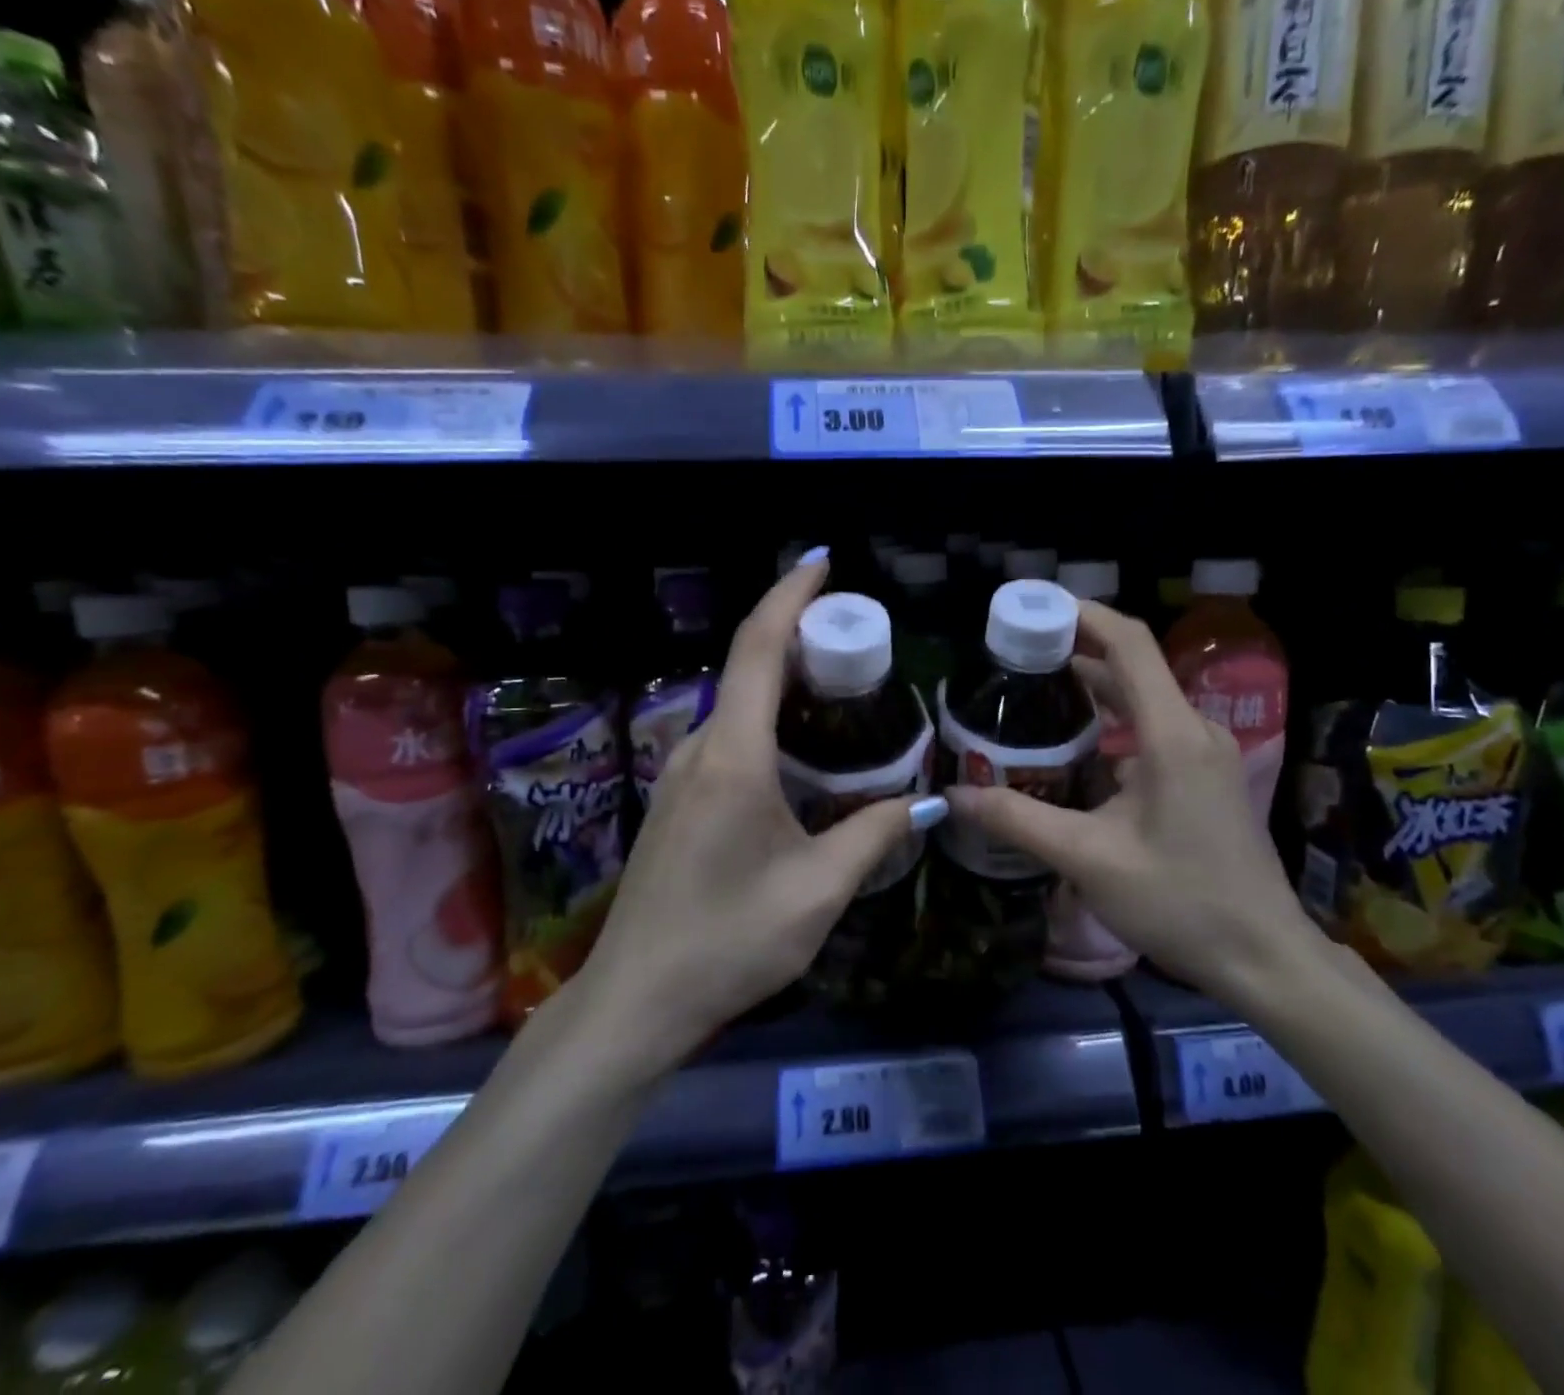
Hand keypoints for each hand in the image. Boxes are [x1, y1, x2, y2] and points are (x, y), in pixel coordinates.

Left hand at [564, 551, 945, 1075]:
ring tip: (842, 689)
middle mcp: (699, 750)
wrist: (636, 999)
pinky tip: (803, 753)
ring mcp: (679, 775)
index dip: (790, 597)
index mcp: (733, 757)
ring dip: (783, 684)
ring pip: (738, 707)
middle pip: (748, 669)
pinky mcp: (677, 801)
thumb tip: (928, 803)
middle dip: (799, 638)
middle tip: (859, 639)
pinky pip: (728, 739)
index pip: (758, 649)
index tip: (823, 564)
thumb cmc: (729, 941)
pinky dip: (768, 722)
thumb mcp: (817, 890)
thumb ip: (874, 835)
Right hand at [945, 601, 1320, 1007]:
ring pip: (1144, 699)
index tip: (1033, 608)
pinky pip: (1154, 730)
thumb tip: (954, 796)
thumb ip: (1018, 819)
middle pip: (1134, 666)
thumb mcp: (1089, 859)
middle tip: (1016, 654)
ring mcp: (1206, 754)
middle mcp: (1195, 730)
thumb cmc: (1181, 901)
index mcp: (1172, 734)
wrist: (1264, 957)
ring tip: (1035, 689)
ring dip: (1094, 688)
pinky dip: (1114, 722)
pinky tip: (1077, 745)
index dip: (1082, 615)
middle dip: (1076, 650)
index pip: (1129, 644)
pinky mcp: (1206, 777)